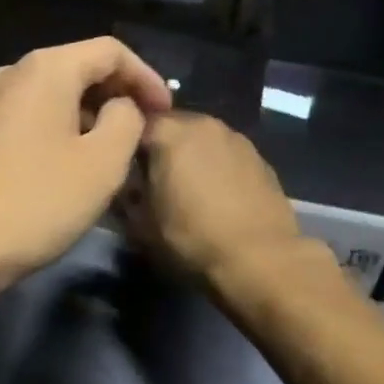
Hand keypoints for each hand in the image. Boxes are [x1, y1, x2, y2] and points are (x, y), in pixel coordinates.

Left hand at [0, 37, 172, 288]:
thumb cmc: (37, 200)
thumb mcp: (102, 162)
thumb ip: (126, 120)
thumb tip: (122, 106)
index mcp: (46, 68)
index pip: (111, 50)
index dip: (147, 77)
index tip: (167, 112)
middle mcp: (13, 73)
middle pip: (80, 67)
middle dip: (118, 94)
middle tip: (146, 128)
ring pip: (54, 94)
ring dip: (90, 114)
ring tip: (115, 149)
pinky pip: (32, 115)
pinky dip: (62, 128)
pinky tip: (73, 163)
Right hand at [128, 113, 303, 282]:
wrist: (261, 259)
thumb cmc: (192, 238)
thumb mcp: (141, 224)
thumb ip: (127, 195)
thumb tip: (127, 185)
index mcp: (169, 132)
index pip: (134, 123)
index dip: (124, 144)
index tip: (122, 169)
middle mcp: (203, 123)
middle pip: (171, 126)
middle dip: (159, 147)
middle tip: (152, 179)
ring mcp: (236, 137)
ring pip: (201, 138)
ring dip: (190, 155)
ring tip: (186, 188)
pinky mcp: (260, 157)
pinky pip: (226, 154)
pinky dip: (217, 166)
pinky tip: (217, 195)